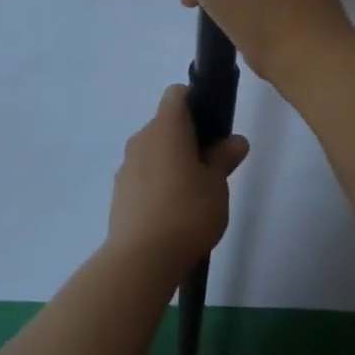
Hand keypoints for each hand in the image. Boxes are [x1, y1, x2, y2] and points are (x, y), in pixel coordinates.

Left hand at [106, 85, 249, 268]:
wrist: (141, 259)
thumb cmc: (187, 213)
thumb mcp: (217, 185)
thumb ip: (224, 158)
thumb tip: (235, 141)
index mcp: (165, 128)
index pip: (177, 95)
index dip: (197, 103)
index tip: (215, 129)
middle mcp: (141, 139)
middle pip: (166, 124)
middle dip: (189, 138)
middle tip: (213, 166)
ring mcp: (126, 166)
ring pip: (154, 151)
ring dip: (173, 162)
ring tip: (195, 194)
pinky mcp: (119, 192)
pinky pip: (144, 174)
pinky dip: (158, 182)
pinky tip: (173, 211)